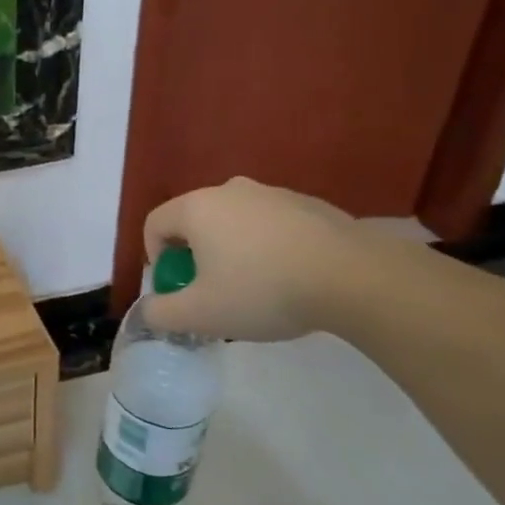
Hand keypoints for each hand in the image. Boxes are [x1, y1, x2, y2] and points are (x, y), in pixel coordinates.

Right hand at [141, 177, 362, 340]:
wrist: (356, 279)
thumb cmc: (263, 291)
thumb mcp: (201, 314)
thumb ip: (161, 313)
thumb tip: (148, 310)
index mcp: (197, 207)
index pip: (154, 224)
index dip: (155, 258)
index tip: (176, 288)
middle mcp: (231, 190)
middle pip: (195, 221)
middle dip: (195, 256)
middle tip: (212, 292)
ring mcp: (274, 193)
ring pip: (235, 222)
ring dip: (232, 251)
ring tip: (255, 288)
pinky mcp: (311, 205)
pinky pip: (272, 225)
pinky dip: (268, 247)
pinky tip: (291, 278)